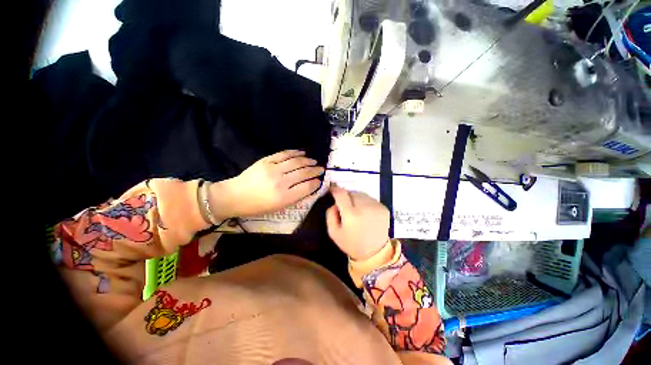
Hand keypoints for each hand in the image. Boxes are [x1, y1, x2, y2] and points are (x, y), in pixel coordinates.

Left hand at [209, 150, 323, 219]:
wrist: (234, 196)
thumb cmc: (257, 206)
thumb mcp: (278, 207)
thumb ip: (295, 197)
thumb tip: (308, 187)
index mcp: (284, 197)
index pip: (307, 187)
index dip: (315, 183)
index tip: (320, 181)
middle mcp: (281, 182)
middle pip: (304, 173)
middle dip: (315, 170)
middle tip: (321, 169)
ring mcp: (273, 169)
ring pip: (296, 162)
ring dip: (308, 161)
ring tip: (314, 161)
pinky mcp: (266, 160)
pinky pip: (284, 154)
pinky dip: (295, 152)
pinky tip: (302, 152)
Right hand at [326, 184, 389, 260]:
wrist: (375, 253)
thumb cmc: (351, 243)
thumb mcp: (333, 233)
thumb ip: (330, 215)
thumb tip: (334, 203)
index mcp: (351, 214)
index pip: (341, 194)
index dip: (335, 189)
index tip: (332, 190)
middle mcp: (364, 207)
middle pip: (351, 193)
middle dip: (346, 197)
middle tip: (345, 206)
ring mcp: (376, 206)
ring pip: (361, 194)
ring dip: (356, 199)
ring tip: (356, 210)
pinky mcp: (383, 208)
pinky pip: (370, 199)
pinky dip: (365, 203)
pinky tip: (365, 213)